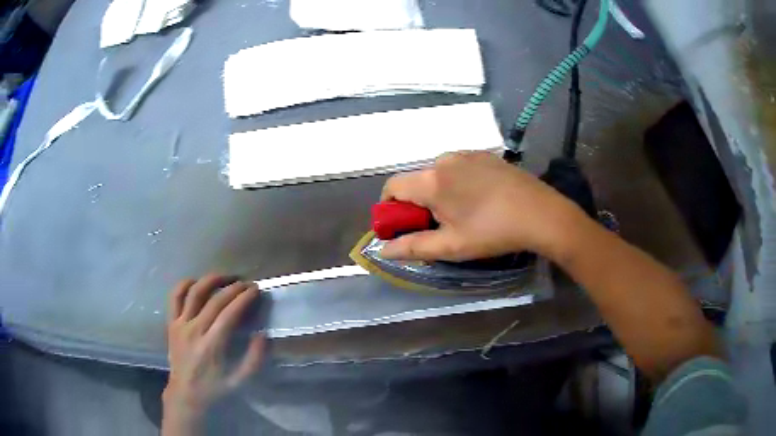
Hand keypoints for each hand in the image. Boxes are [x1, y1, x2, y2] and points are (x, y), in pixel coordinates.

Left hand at [163, 275, 264, 427]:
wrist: (185, 393)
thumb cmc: (214, 387)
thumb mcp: (239, 381)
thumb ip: (254, 359)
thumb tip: (262, 334)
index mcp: (211, 346)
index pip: (229, 314)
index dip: (243, 299)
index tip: (255, 290)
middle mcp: (194, 330)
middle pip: (214, 300)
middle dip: (233, 288)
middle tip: (247, 284)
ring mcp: (180, 324)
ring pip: (194, 292)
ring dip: (211, 280)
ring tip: (225, 277)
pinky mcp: (171, 322)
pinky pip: (175, 296)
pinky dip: (185, 284)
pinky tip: (197, 282)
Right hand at [380, 151, 585, 261]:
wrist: (541, 214)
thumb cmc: (493, 232)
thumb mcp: (451, 246)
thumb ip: (412, 247)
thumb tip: (382, 250)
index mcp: (432, 180)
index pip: (392, 186)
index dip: (390, 208)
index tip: (403, 226)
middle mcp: (444, 159)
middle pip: (416, 180)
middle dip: (418, 203)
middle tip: (439, 226)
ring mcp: (467, 153)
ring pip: (438, 173)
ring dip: (439, 192)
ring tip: (463, 213)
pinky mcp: (485, 154)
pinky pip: (458, 167)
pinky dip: (457, 182)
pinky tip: (479, 199)